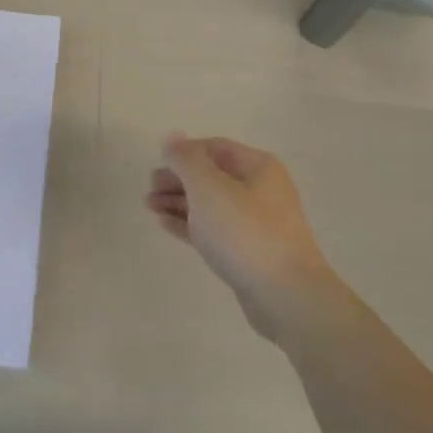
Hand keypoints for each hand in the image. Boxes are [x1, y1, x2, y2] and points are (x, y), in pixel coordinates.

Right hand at [145, 135, 340, 335]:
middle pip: (211, 175)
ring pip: (210, 204)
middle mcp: (260, 189)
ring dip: (178, 201)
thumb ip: (186, 159)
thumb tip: (172, 138)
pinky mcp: (247, 250)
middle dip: (178, 179)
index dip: (184, 152)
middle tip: (149, 189)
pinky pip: (213, 229)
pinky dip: (188, 224)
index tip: (157, 164)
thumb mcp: (208, 187)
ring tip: (149, 207)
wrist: (284, 294)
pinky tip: (165, 225)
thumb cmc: (244, 232)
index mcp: (258, 167)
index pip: (215, 147)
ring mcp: (255, 222)